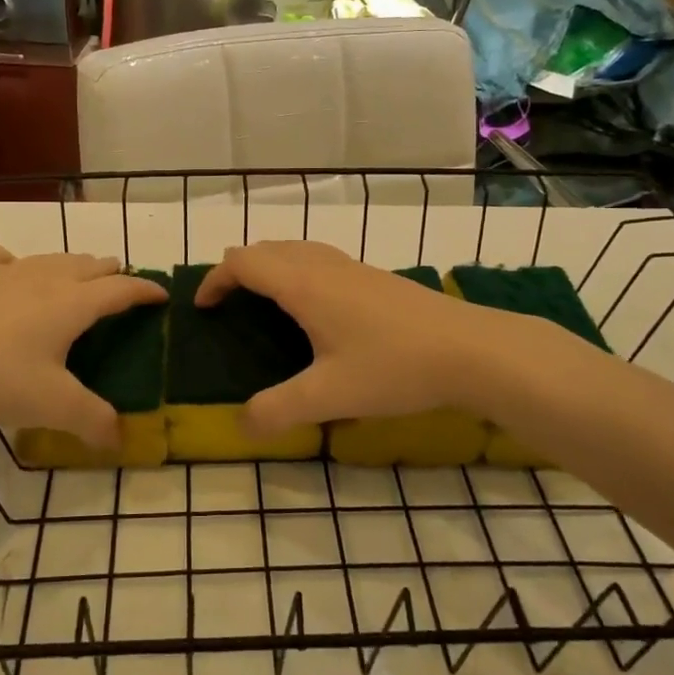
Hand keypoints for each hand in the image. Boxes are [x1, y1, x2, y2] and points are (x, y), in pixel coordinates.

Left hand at [0, 245, 166, 445]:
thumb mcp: (51, 407)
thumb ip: (92, 421)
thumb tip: (120, 439)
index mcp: (72, 304)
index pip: (121, 289)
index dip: (146, 290)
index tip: (162, 294)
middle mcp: (44, 278)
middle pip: (89, 265)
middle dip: (111, 273)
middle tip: (120, 286)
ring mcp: (2, 271)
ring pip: (50, 258)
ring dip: (71, 266)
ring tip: (75, 278)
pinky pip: (0, 258)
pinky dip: (15, 264)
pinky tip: (7, 273)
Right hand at [194, 241, 535, 434]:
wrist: (471, 349)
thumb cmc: (394, 366)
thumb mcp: (329, 396)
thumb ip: (278, 411)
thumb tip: (241, 426)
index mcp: (303, 284)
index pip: (242, 262)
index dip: (215, 280)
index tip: (202, 308)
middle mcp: (322, 265)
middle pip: (266, 248)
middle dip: (238, 270)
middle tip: (228, 307)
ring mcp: (352, 267)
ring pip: (295, 250)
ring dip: (269, 267)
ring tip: (264, 304)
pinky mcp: (374, 277)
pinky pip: (319, 260)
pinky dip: (296, 271)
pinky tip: (315, 310)